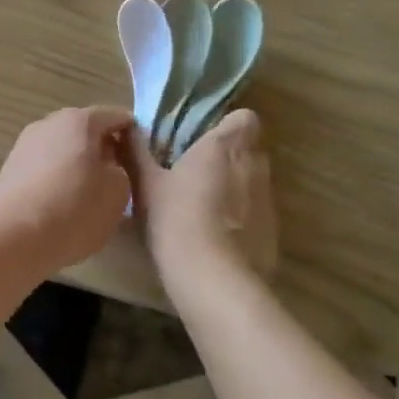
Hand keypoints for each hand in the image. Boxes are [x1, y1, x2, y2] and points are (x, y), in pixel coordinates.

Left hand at [0, 107, 134, 273]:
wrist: (14, 237)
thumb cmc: (74, 209)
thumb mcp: (118, 192)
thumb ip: (122, 169)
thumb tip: (108, 166)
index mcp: (80, 120)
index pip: (117, 117)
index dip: (134, 136)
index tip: (143, 160)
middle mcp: (50, 122)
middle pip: (87, 130)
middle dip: (105, 150)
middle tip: (119, 179)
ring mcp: (26, 143)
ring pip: (64, 148)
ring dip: (79, 164)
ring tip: (90, 195)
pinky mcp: (12, 166)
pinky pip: (45, 165)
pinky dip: (58, 177)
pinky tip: (63, 203)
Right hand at [124, 109, 279, 283]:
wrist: (213, 280)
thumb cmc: (176, 218)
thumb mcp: (146, 184)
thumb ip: (137, 151)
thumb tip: (125, 127)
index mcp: (225, 146)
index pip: (245, 118)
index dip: (228, 127)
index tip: (204, 141)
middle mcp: (253, 166)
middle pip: (249, 150)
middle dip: (229, 158)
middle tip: (197, 173)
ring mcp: (268, 201)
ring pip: (254, 183)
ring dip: (236, 189)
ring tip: (205, 209)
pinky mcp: (273, 233)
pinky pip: (257, 215)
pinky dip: (242, 220)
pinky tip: (217, 239)